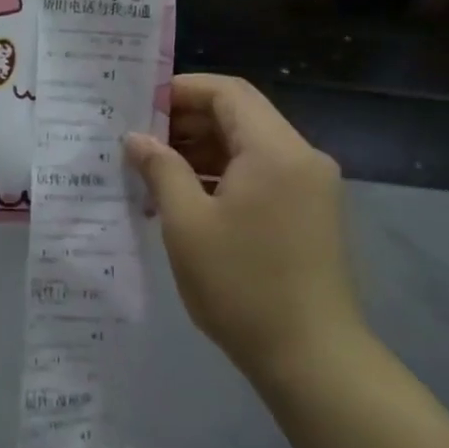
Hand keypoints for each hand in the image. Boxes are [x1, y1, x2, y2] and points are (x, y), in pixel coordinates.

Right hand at [125, 75, 363, 380]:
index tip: (140, 107)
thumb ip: (160, 170)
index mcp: (275, 151)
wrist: (311, 357)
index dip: (181, 90)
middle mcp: (301, 158)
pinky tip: (185, 198)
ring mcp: (310, 187)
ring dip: (202, 151)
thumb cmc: (241, 285)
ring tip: (153, 171)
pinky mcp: (309, 213)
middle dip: (187, 122)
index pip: (227, 92)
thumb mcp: (187, 224)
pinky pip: (261, 175)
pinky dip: (223, 176)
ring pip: (249, 147)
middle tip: (138, 141)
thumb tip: (136, 138)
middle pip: (240, 116)